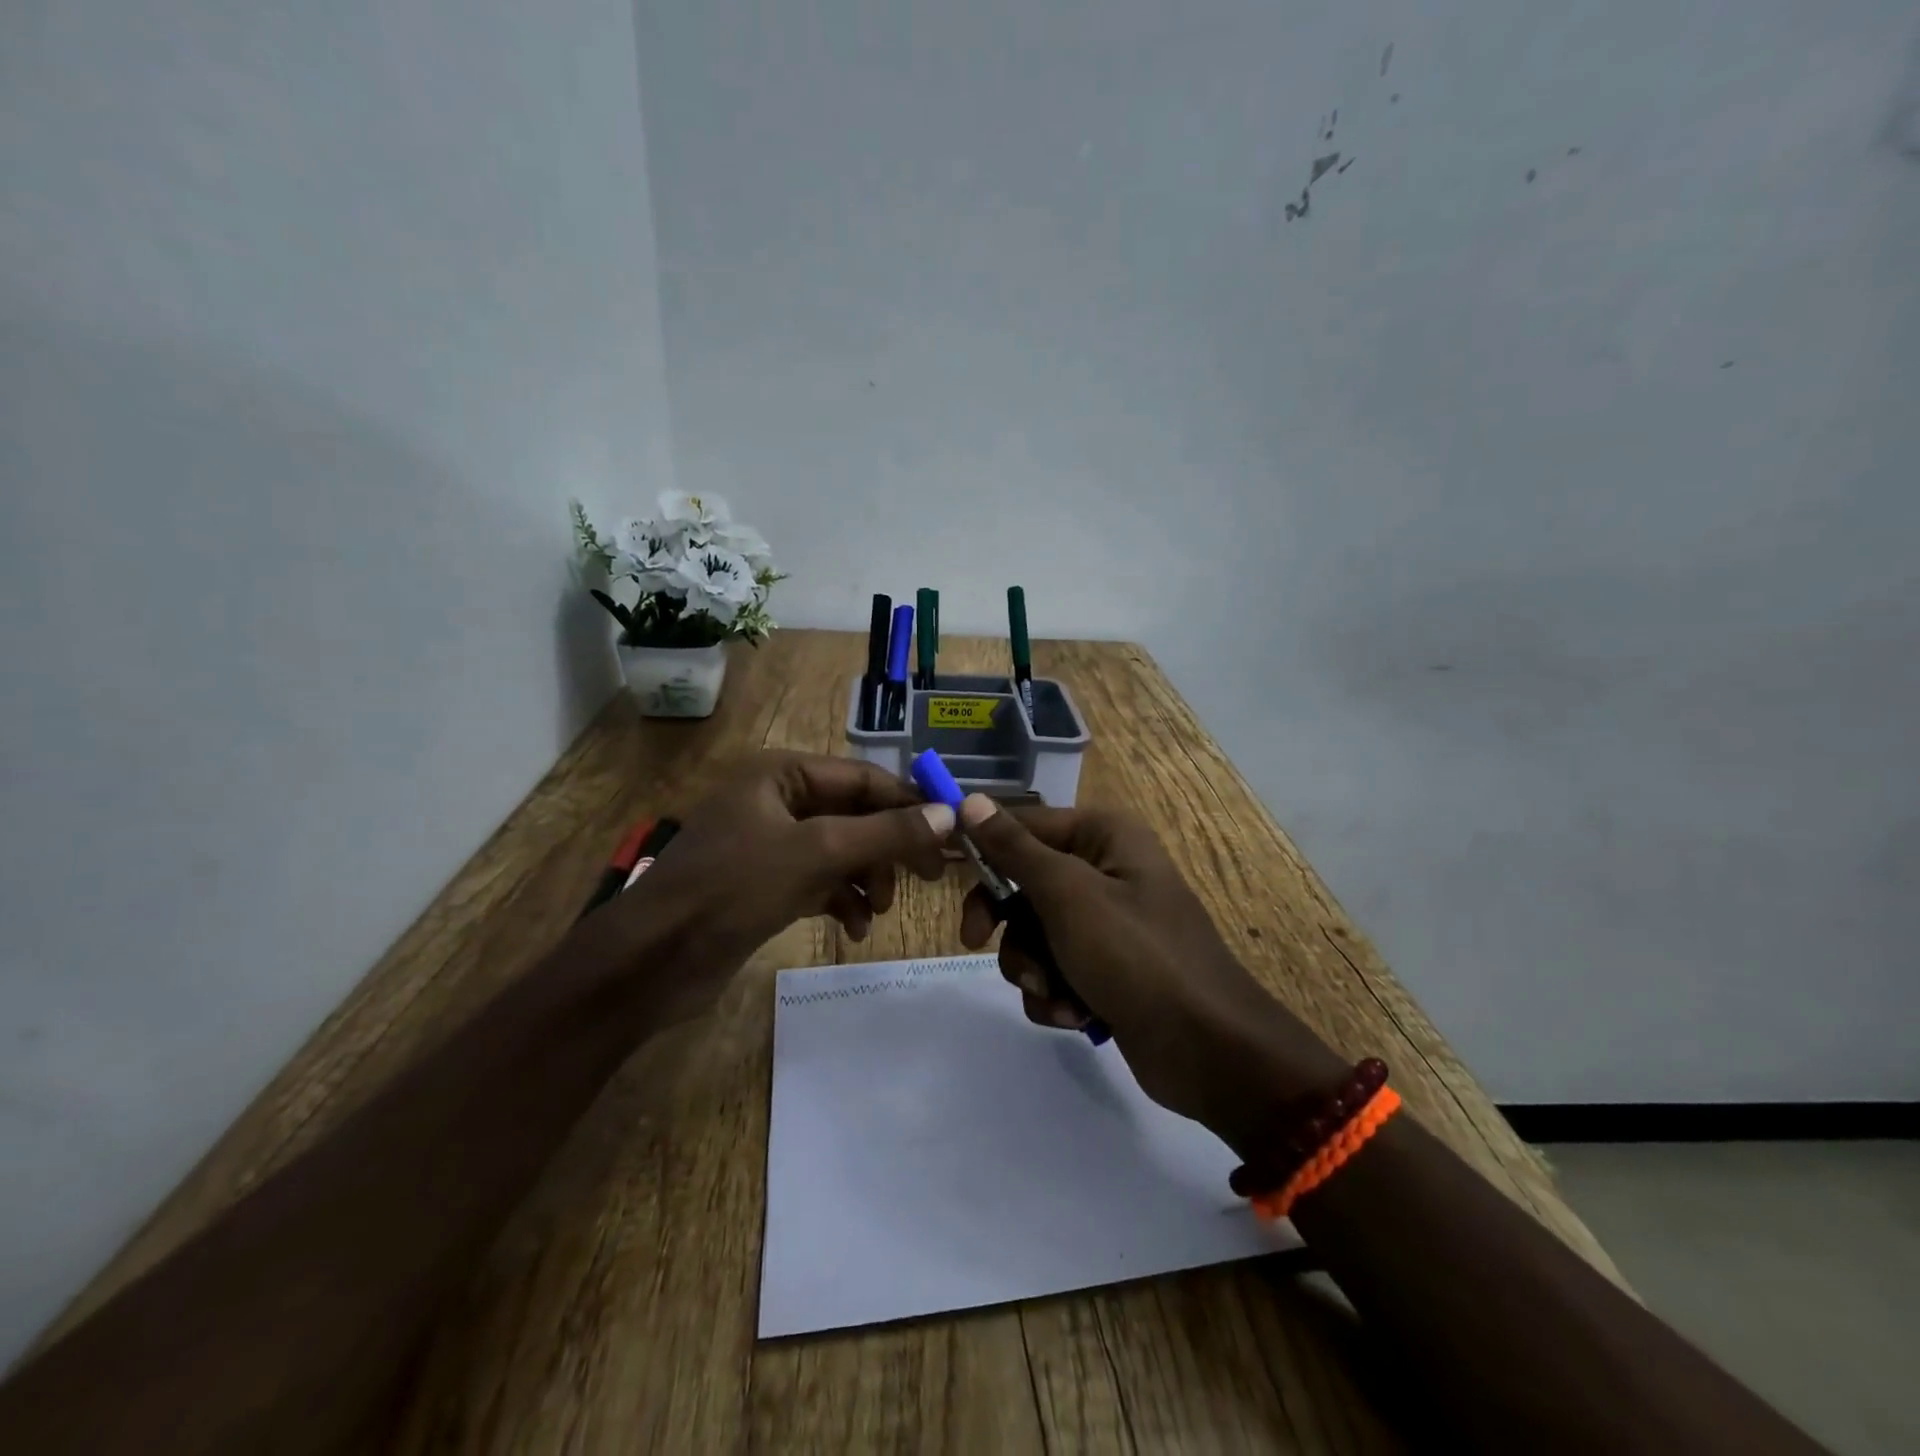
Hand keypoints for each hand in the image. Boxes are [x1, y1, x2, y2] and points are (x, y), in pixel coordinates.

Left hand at [599, 752, 954, 1022]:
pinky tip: (855, 928)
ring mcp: (769, 844)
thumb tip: (950, 815)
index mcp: (780, 774)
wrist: (650, 963)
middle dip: (888, 847)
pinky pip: (820, 881)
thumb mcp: (816, 855)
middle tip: (927, 877)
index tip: (950, 835)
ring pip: (840, 850)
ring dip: (867, 878)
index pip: (863, 778)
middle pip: (854, 814)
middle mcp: (776, 800)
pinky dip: (842, 900)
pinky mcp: (764, 884)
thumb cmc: (732, 890)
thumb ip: (886, 834)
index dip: (908, 803)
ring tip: (880, 910)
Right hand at [955, 795, 1343, 1152]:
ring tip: (1057, 993)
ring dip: (1032, 968)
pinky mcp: (1105, 971)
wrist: (1208, 1052)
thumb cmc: (1136, 955)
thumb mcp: (1068, 895)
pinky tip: (1075, 1015)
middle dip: (1009, 926)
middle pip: (1023, 885)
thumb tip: (970, 800)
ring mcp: (1106, 925)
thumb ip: (1015, 850)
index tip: (946, 875)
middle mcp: (1105, 871)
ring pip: (1032, 935)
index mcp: (1104, 837)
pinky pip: (1054, 971)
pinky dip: (1055, 994)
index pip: (1024, 826)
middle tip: (978, 944)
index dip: (985, 850)